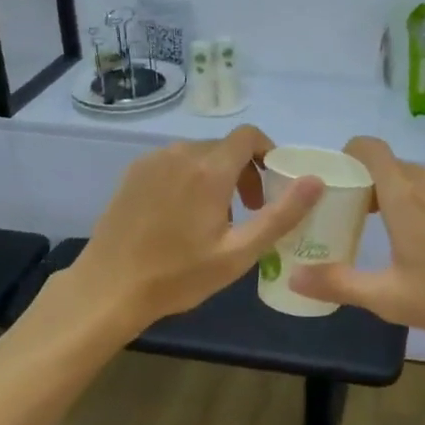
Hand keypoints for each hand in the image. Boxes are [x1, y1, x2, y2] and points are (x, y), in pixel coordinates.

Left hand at [70, 126, 322, 333]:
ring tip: (216, 219)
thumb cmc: (178, 275)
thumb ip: (282, 214)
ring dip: (217, 176)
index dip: (268, 152)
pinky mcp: (133, 173)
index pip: (248, 136)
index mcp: (209, 170)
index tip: (273, 183)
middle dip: (245, 171)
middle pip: (225, 147)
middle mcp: (180, 153)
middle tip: (249, 211)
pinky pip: (174, 164)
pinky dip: (190, 179)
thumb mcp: (239, 253)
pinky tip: (183, 217)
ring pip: (198, 155)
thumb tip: (316, 181)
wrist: (108, 288)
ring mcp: (152, 161)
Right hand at [291, 136, 424, 337]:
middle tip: (366, 219)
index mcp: (404, 196)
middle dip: (376, 185)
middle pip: (395, 168)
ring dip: (410, 198)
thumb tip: (294, 277)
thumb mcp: (389, 298)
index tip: (341, 176)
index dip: (350, 153)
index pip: (370, 149)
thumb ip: (339, 284)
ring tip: (408, 236)